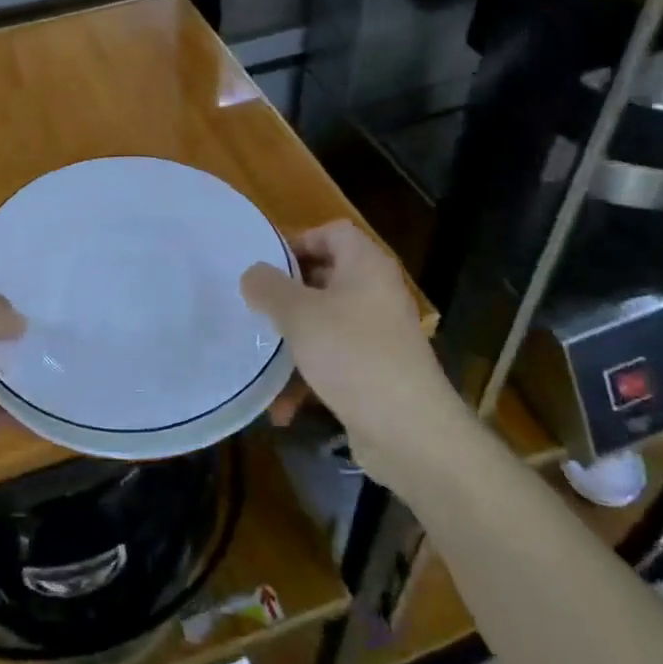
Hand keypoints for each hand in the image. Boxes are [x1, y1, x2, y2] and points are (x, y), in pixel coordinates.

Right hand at [241, 221, 463, 483]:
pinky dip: (308, 378)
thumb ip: (269, 288)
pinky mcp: (375, 373)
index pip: (332, 232)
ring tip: (260, 362)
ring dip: (292, 344)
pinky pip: (334, 363)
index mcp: (366, 266)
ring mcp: (379, 335)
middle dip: (287, 296)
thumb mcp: (299, 315)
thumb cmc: (352, 355)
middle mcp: (377, 294)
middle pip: (325, 278)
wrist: (409, 432)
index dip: (297, 241)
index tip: (264, 267)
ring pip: (325, 325)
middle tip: (254, 308)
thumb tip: (253, 274)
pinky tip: (282, 408)